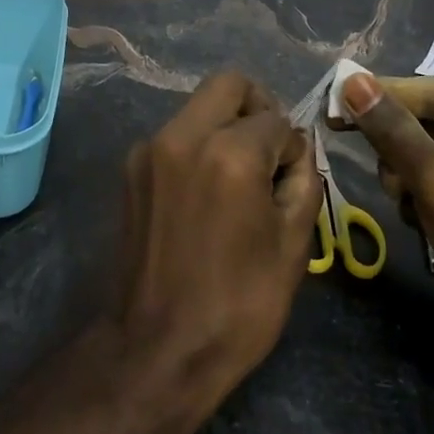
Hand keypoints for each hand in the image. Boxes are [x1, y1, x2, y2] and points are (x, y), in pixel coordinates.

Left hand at [112, 71, 323, 426]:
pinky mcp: (131, 169)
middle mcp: (183, 136)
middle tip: (269, 150)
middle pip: (228, 85)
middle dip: (257, 107)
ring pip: (198, 107)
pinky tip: (205, 193)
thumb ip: (303, 181)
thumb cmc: (238, 305)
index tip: (292, 178)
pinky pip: (175, 136)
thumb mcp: (292, 246)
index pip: (275, 118)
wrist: (157, 348)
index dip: (292, 147)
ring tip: (237, 178)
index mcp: (229, 153)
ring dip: (224, 126)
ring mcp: (150, 150)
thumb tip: (297, 151)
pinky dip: (197, 146)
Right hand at [337, 74, 433, 414]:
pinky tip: (417, 219)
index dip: (387, 93)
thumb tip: (352, 80)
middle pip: (430, 121)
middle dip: (397, 142)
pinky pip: (432, 181)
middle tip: (350, 141)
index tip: (337, 94)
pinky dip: (416, 195)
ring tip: (403, 197)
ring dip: (404, 173)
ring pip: (424, 153)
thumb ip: (393, 129)